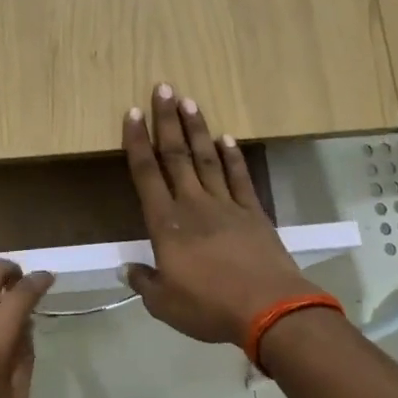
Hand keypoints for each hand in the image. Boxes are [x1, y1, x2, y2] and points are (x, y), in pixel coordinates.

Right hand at [121, 84, 323, 345]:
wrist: (269, 309)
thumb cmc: (209, 307)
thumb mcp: (164, 304)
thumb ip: (144, 282)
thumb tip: (128, 270)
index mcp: (166, 224)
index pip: (146, 174)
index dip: (136, 142)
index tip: (132, 114)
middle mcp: (193, 205)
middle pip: (176, 155)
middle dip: (167, 120)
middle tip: (163, 88)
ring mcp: (226, 205)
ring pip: (206, 158)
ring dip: (196, 129)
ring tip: (189, 101)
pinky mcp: (253, 213)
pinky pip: (239, 177)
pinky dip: (232, 156)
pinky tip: (226, 138)